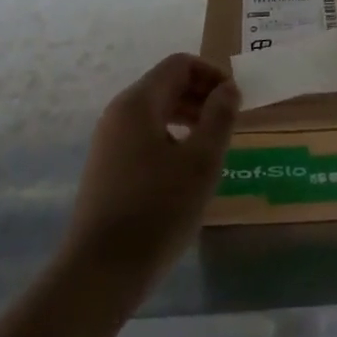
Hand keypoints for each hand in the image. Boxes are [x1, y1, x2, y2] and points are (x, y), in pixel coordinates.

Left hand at [63, 54, 238, 283]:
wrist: (101, 272)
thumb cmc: (158, 209)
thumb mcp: (202, 160)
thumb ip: (219, 116)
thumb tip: (228, 88)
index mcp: (138, 102)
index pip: (179, 64)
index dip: (212, 74)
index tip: (236, 101)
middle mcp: (118, 114)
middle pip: (166, 84)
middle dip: (201, 95)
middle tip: (230, 123)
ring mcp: (108, 142)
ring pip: (155, 112)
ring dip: (188, 117)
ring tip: (213, 146)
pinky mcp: (107, 168)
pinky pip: (144, 136)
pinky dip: (171, 138)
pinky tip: (187, 170)